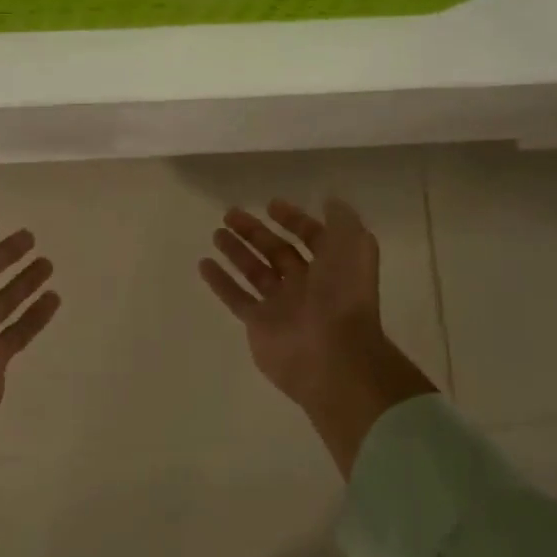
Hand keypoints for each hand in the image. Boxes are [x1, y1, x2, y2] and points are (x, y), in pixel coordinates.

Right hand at [201, 199, 433, 476]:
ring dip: (236, 251)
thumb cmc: (343, 295)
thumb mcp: (353, 245)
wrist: (333, 356)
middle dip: (255, 232)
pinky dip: (220, 281)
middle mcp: (307, 285)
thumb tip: (329, 200)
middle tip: (230, 213)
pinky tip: (203, 263)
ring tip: (216, 232)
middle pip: (277, 252)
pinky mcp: (259, 325)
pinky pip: (236, 297)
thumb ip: (341, 220)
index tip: (270, 205)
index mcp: (331, 266)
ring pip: (254, 272)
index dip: (294, 219)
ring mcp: (282, 306)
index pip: (311, 238)